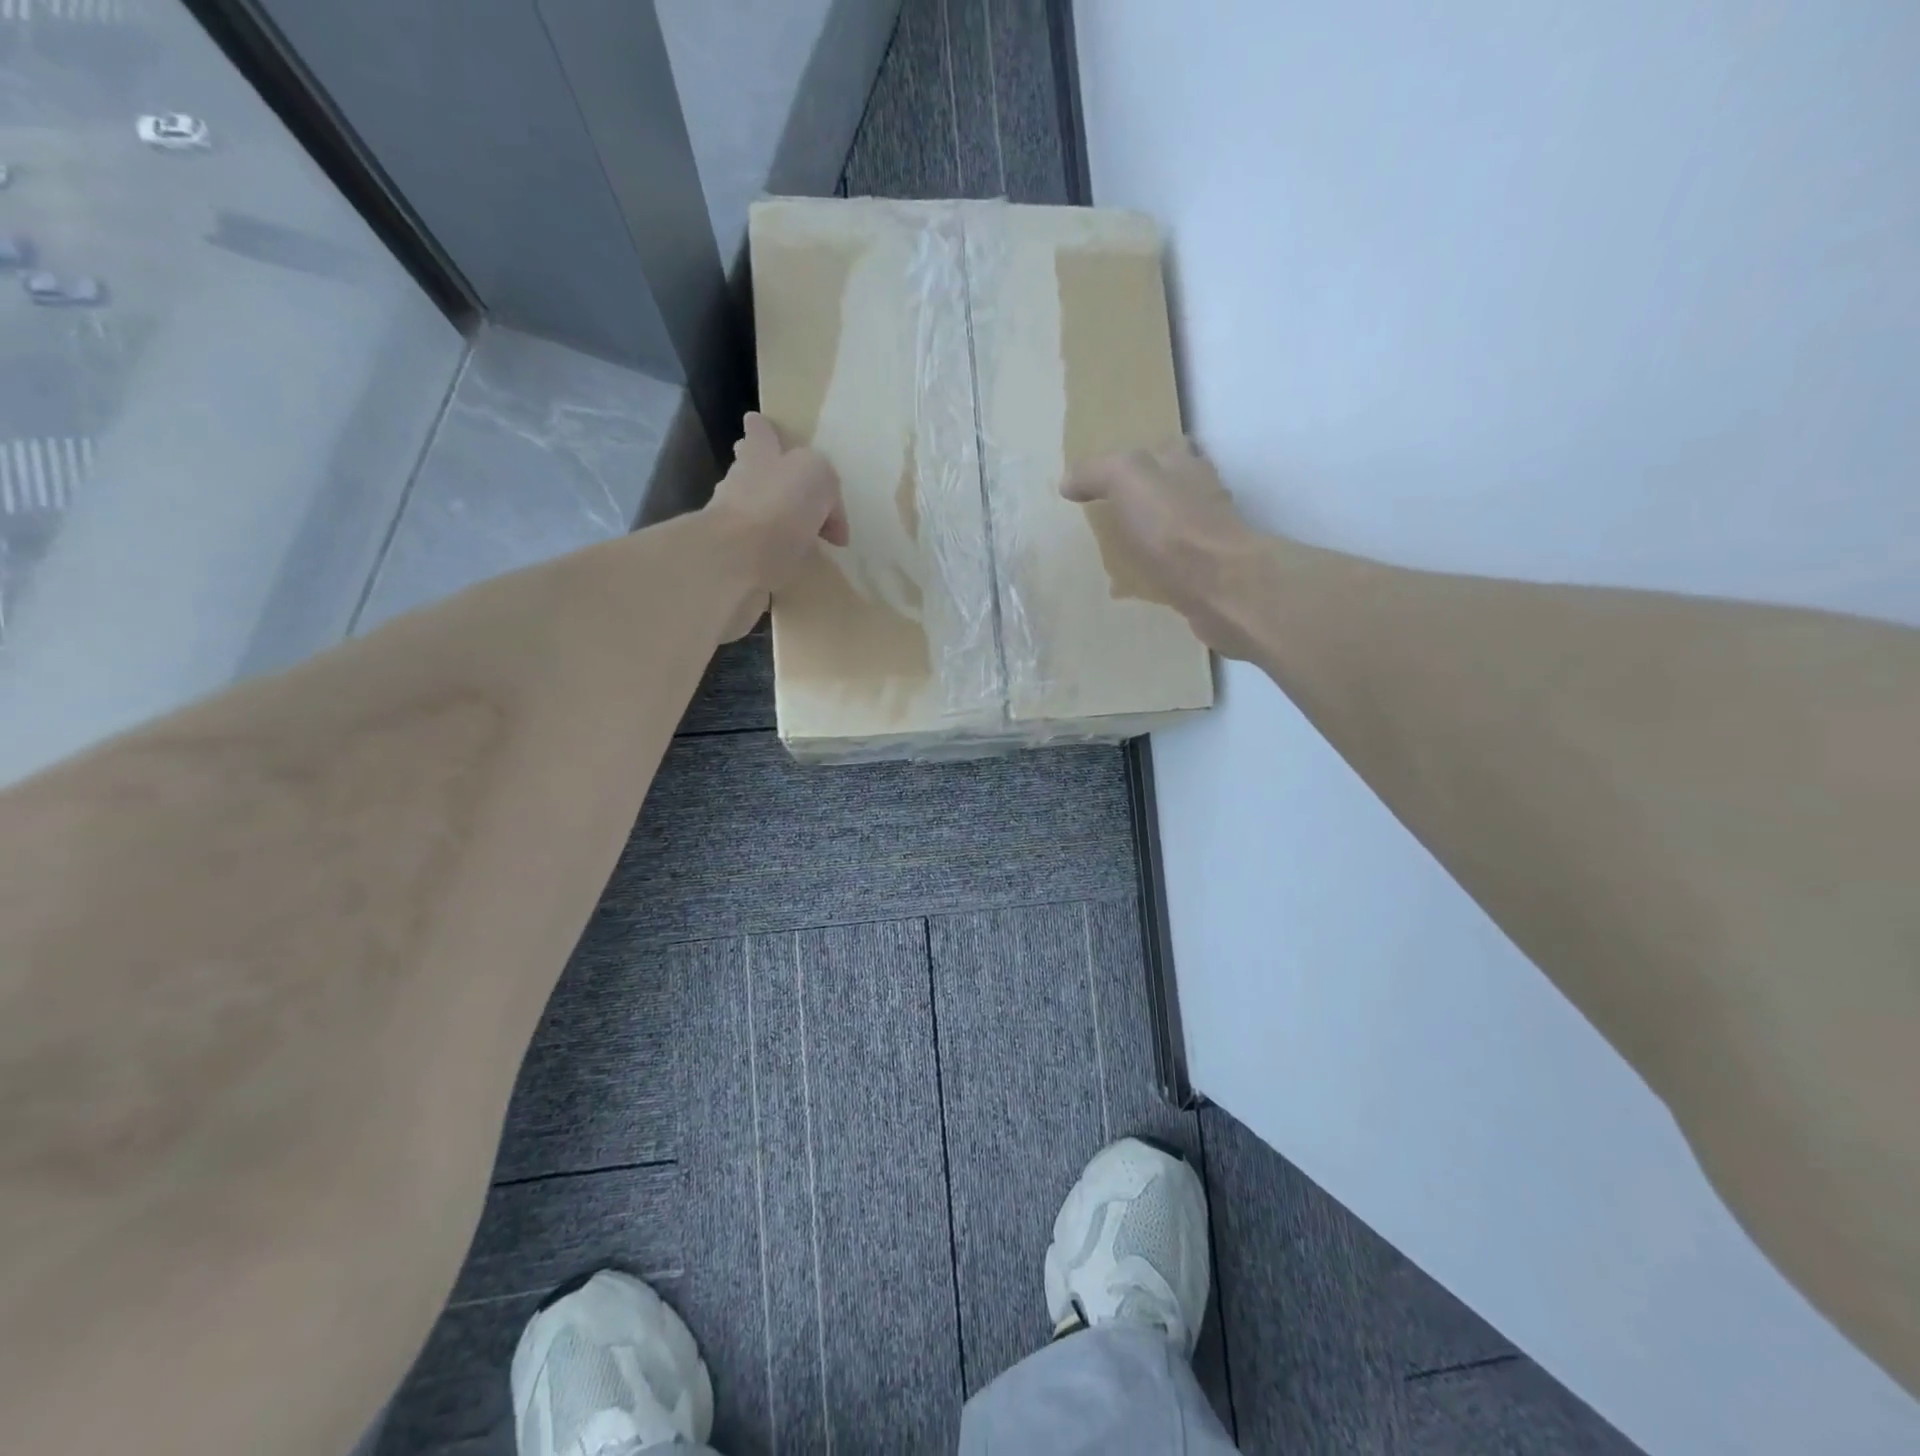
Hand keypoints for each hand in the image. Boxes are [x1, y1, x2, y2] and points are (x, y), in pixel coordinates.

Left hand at [706, 413, 847, 638]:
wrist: (736, 560)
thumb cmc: (778, 506)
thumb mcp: (818, 476)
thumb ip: (826, 485)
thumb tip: (830, 523)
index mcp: (760, 454)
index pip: (760, 430)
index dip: (765, 430)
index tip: (770, 432)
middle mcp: (739, 483)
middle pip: (751, 471)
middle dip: (767, 476)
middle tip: (792, 491)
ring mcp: (731, 522)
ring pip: (754, 513)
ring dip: (772, 520)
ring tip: (799, 537)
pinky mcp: (733, 560)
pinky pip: (758, 554)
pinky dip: (771, 557)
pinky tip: (788, 567)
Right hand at [1062, 438, 1262, 658]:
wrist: (1220, 586)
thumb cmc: (1174, 525)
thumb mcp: (1127, 478)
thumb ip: (1097, 472)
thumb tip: (1068, 481)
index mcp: (1185, 464)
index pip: (1163, 448)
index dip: (1137, 457)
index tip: (1108, 475)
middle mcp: (1201, 494)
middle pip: (1171, 487)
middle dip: (1144, 496)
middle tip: (1109, 511)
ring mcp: (1207, 537)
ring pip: (1171, 528)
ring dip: (1148, 535)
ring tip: (1115, 550)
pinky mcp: (1205, 574)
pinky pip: (1170, 568)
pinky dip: (1151, 573)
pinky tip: (1128, 587)